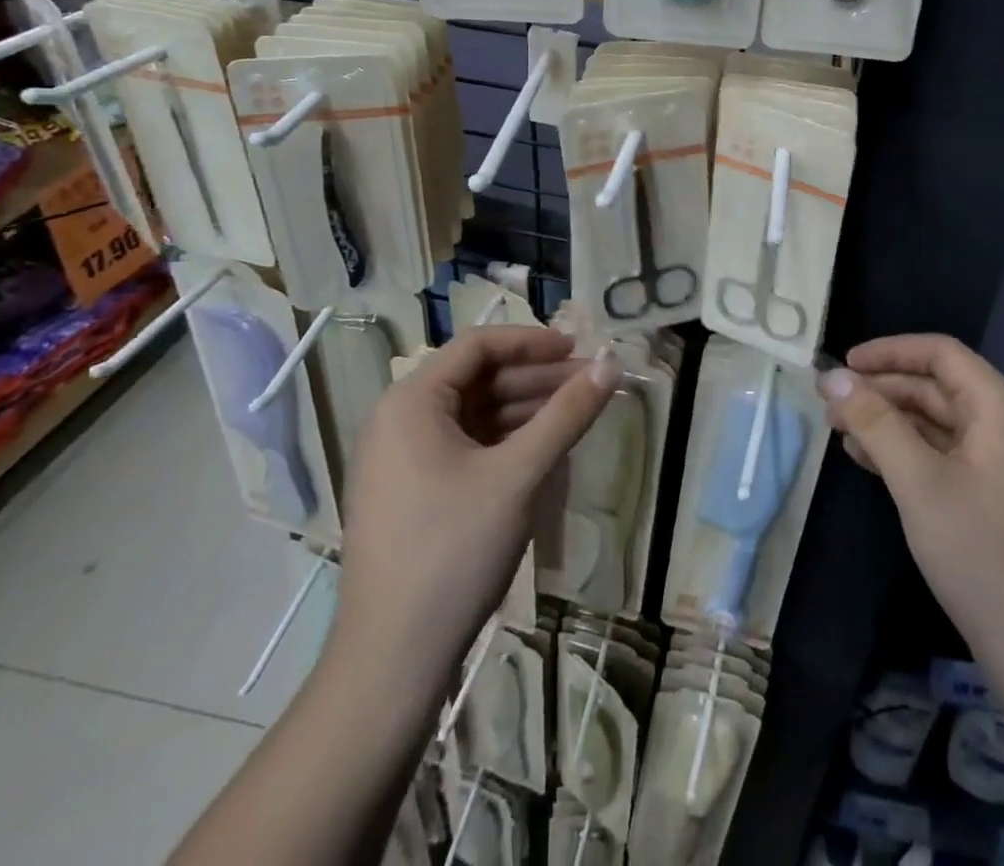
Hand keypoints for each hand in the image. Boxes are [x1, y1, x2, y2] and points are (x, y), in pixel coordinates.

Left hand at [332, 327, 613, 666]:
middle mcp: (399, 421)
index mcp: (411, 403)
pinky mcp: (412, 493)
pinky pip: (466, 447)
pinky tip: (545, 450)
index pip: (477, 346)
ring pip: (475, 414)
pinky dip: (506, 441)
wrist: (392, 660)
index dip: (532, 342)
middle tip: (590, 385)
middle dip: (536, 378)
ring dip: (526, 409)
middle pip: (478, 379)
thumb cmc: (453, 551)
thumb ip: (567, 414)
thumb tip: (611, 364)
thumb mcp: (519, 475)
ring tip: (577, 415)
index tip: (579, 350)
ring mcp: (402, 460)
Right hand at [819, 334, 1003, 676]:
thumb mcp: (919, 482)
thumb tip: (832, 378)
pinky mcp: (990, 493)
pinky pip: (941, 453)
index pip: (940, 353)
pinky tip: (866, 460)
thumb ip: (875, 423)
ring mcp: (998, 461)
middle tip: (829, 405)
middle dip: (881, 389)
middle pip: (935, 386)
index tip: (842, 366)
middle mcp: (1003, 423)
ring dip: (887, 420)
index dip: (888, 351)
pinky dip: (903, 450)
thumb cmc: (982, 555)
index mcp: (998, 407)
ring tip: (838, 431)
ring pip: (934, 420)